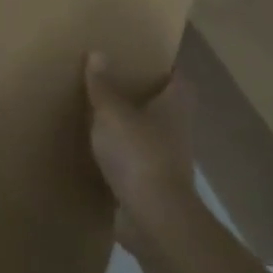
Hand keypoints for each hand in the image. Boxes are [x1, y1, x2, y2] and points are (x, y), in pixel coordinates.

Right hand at [86, 51, 197, 254]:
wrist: (152, 219)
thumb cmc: (138, 154)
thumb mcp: (112, 113)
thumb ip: (103, 86)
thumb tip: (98, 53)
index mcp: (174, 107)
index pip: (178, 79)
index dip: (164, 67)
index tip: (142, 56)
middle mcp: (175, 131)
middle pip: (162, 106)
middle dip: (141, 95)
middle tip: (111, 79)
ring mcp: (165, 161)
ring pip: (147, 135)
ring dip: (128, 127)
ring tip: (97, 112)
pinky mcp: (150, 187)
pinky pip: (133, 163)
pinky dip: (118, 156)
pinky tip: (94, 150)